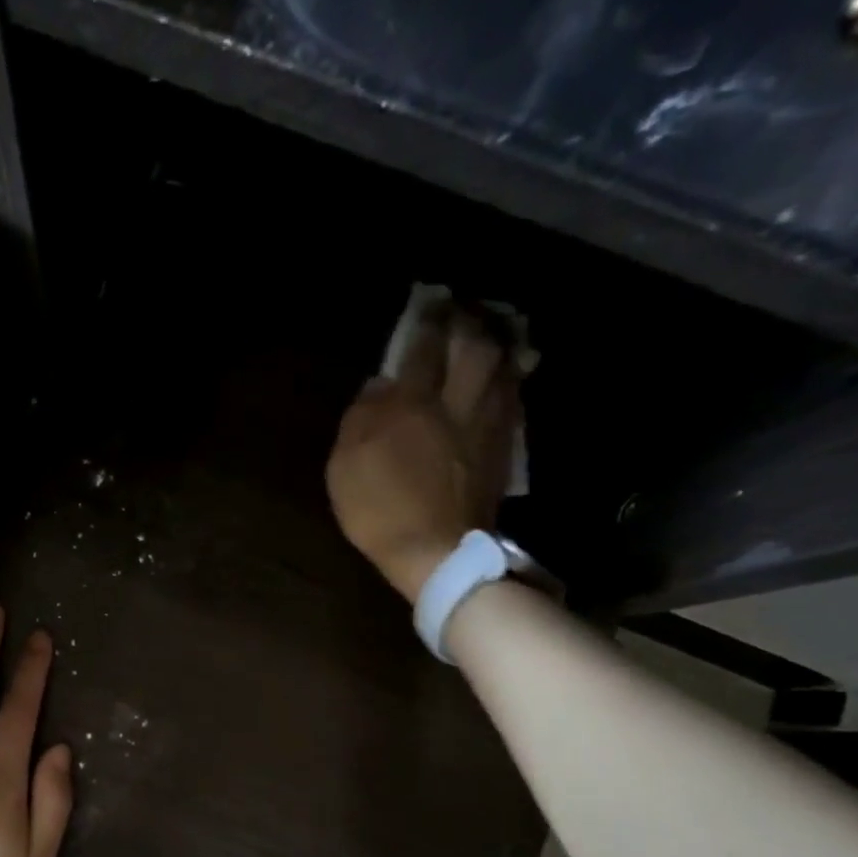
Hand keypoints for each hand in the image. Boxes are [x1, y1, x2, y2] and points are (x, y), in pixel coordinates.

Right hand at [326, 303, 521, 600]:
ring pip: (501, 370)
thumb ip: (360, 418)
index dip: (426, 322)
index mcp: (413, 406)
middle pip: (474, 349)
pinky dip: (508, 381)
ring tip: (488, 333)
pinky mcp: (501, 451)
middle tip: (463, 310)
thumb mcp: (346, 466)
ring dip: (495, 346)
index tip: (427, 303)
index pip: (422, 349)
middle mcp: (456, 406)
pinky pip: (511, 401)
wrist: (436, 553)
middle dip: (469, 324)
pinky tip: (504, 378)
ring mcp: (485, 428)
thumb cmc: (380, 509)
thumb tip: (379, 384)